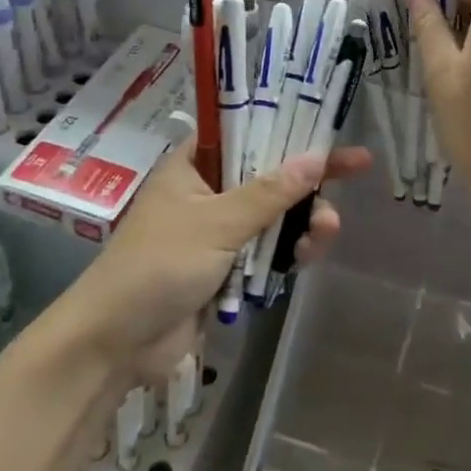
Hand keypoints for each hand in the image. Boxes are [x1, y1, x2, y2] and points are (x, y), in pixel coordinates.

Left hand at [53, 140, 370, 361]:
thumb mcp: (217, 222)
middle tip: (355, 171)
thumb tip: (317, 156)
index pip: (248, 130)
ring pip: (276, 215)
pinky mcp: (228, 269)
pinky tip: (308, 257)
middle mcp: (209, 192)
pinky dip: (291, 251)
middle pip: (271, 174)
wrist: (115, 345)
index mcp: (195, 165)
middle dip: (310, 179)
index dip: (289, 126)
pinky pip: (269, 250)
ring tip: (327, 230)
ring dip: (305, 220)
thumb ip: (270, 192)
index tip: (330, 126)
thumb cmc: (159, 266)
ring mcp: (219, 232)